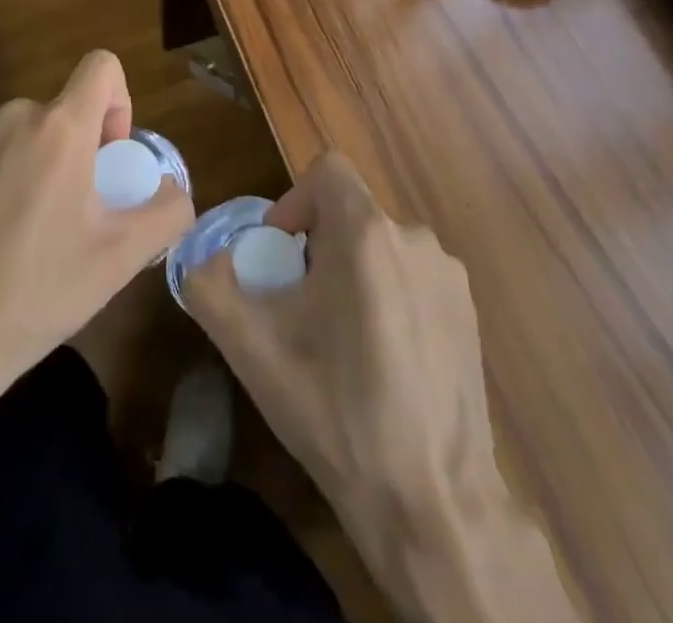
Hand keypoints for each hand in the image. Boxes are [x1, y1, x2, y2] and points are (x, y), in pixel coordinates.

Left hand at [0, 50, 193, 482]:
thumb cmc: (36, 291)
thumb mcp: (121, 260)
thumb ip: (166, 212)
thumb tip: (171, 191)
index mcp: (59, 128)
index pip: (101, 66)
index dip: (119, 102)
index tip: (110, 157)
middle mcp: (12, 119)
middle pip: (64, 112)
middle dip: (80, 151)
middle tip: (77, 216)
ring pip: (25, 137)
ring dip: (40, 169)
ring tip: (32, 237)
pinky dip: (3, 184)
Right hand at [185, 154, 545, 618]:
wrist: (431, 501)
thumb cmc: (334, 411)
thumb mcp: (251, 349)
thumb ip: (210, 285)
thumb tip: (203, 258)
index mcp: (367, 233)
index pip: (327, 170)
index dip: (294, 201)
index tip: (280, 254)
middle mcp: (414, 238)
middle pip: (351, 213)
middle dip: (317, 246)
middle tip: (300, 308)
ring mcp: (449, 276)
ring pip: (382, 247)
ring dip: (353, 274)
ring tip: (340, 341)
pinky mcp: (469, 312)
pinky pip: (413, 278)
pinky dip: (389, 297)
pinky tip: (383, 362)